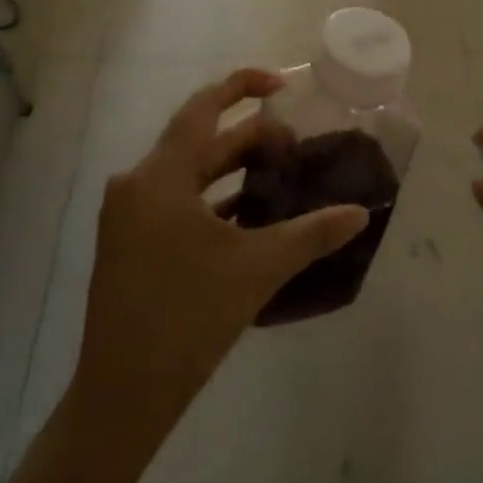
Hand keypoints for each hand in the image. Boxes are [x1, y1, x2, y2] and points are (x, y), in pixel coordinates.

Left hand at [73, 69, 369, 440]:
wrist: (122, 397)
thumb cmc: (188, 320)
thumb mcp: (256, 269)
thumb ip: (311, 234)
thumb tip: (360, 213)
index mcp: (160, 175)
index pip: (203, 106)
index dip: (243, 85)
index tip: (283, 85)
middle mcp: (137, 182)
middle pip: (200, 141)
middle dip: (250, 139)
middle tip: (295, 148)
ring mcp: (128, 213)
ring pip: (189, 172)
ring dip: (233, 170)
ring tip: (279, 176)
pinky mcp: (128, 240)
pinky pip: (176, 199)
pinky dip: (213, 199)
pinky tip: (248, 216)